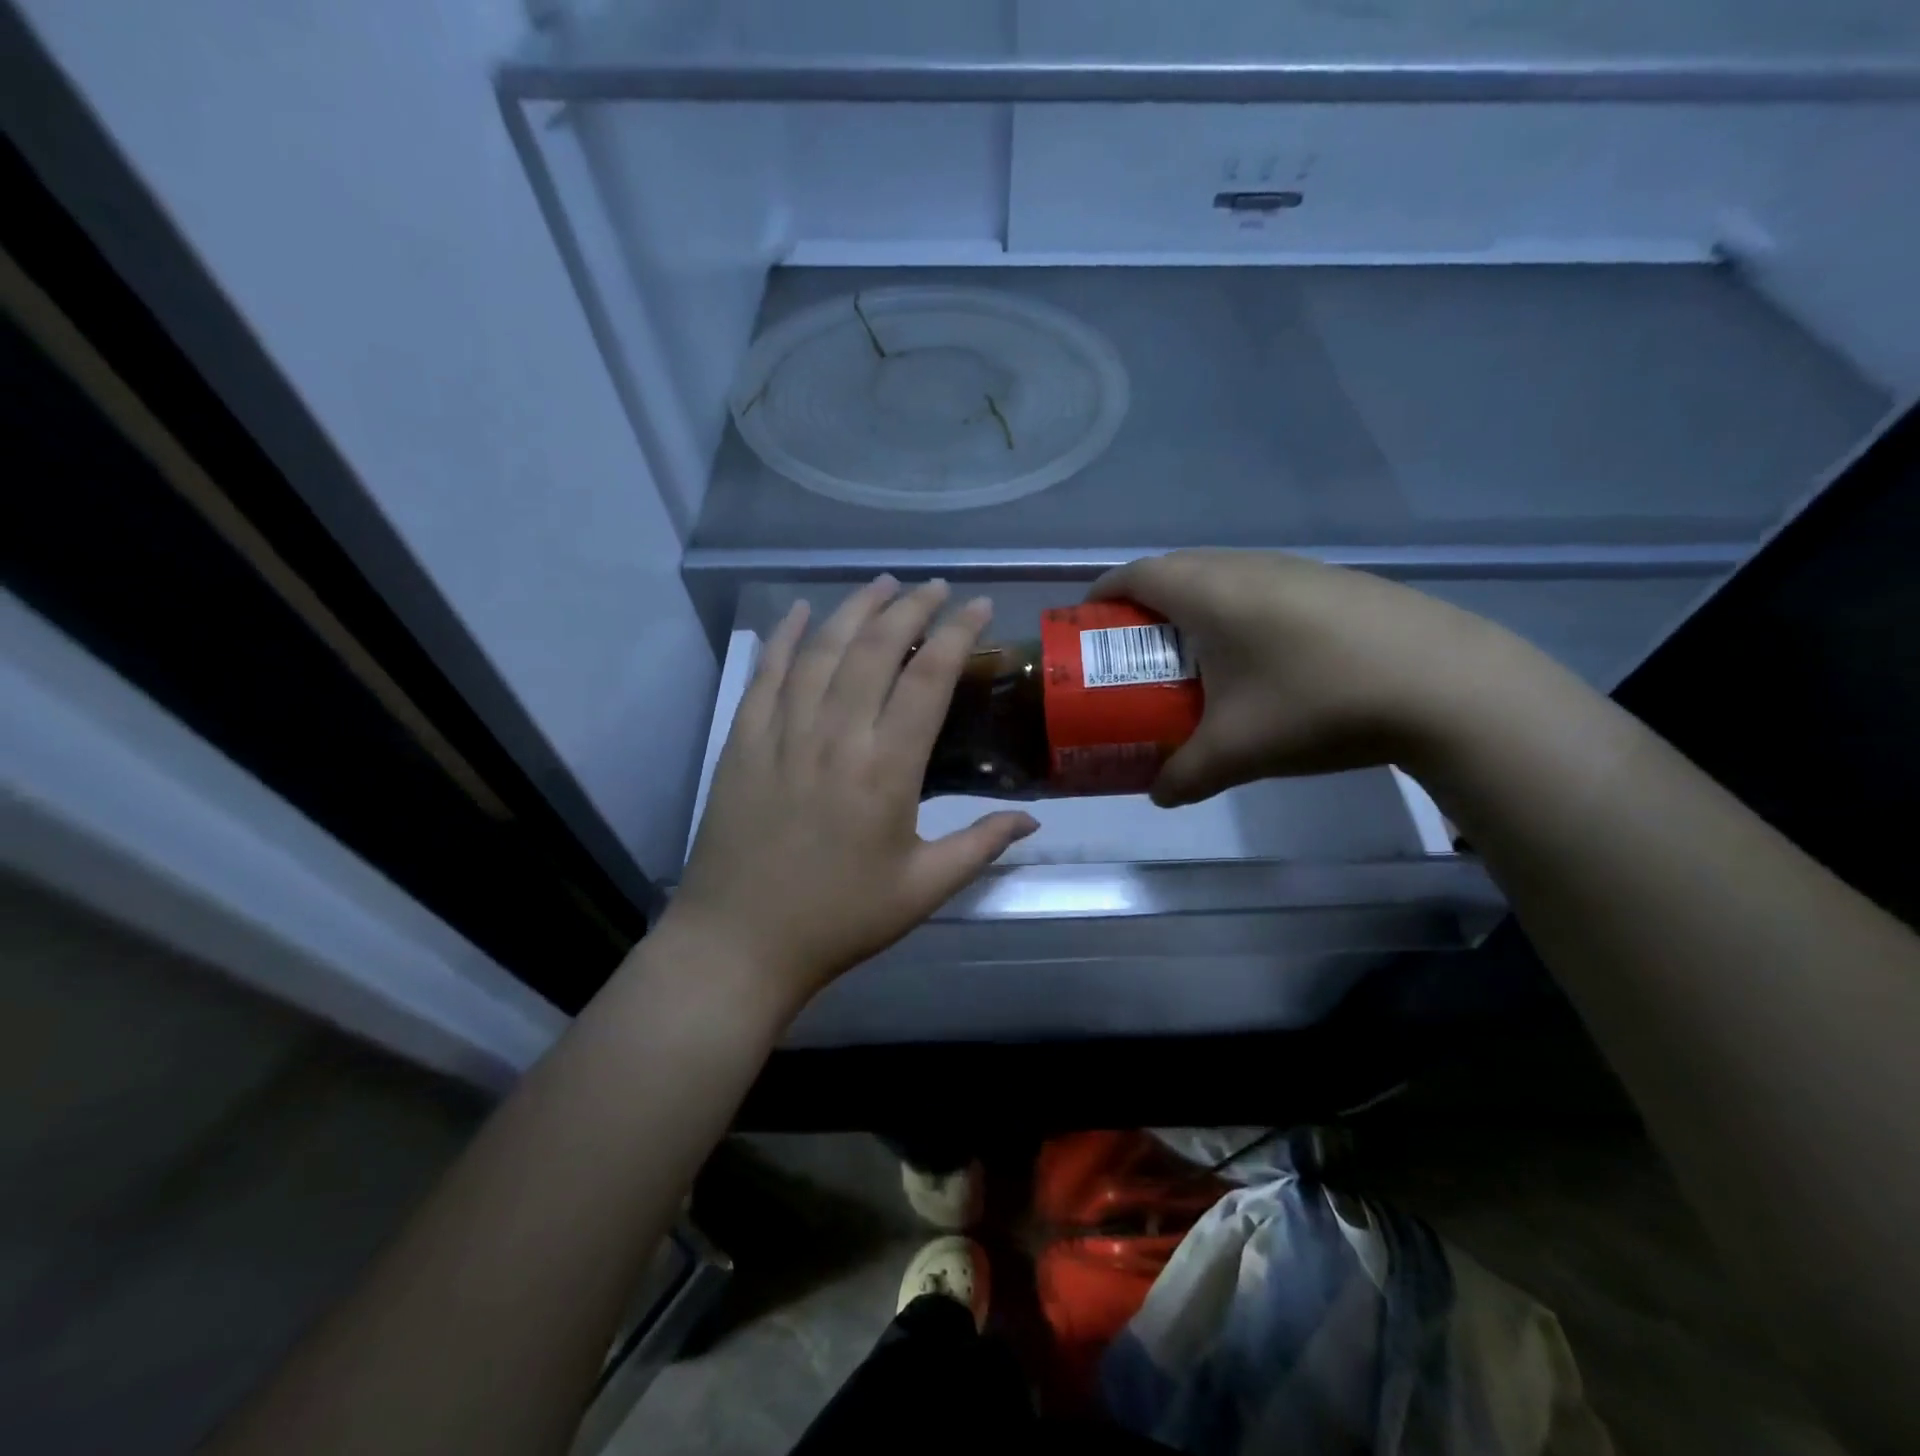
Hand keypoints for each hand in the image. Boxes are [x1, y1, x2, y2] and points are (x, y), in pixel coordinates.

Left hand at [664, 578, 1038, 1013]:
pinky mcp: (743, 742)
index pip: (929, 679)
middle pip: (875, 648)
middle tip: (933, 587)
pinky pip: (765, 674)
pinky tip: (798, 612)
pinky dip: (784, 637)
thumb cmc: (839, 919)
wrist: (740, 943)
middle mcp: (835, 737)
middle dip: (910, 608)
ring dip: (854, 609)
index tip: (978, 607)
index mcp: (886, 770)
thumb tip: (1031, 820)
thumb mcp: (922, 890)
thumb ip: (979, 847)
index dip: (957, 633)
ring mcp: (782, 734)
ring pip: (822, 650)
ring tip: (882, 584)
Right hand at [1090, 550, 1517, 805]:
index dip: (1101, 596)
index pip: (1134, 574)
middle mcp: (1246, 566)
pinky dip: (1237, 614)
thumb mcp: (1238, 752)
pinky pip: (1261, 588)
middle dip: (1142, 608)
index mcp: (1209, 591)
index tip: (1086, 627)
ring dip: (1193, 610)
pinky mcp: (1335, 584)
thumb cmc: (1318, 704)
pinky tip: (1260, 662)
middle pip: (1174, 571)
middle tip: (1133, 655)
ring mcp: (1296, 569)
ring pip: (1221, 577)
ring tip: (1192, 661)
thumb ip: (1184, 776)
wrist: (1449, 686)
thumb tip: (1158, 796)